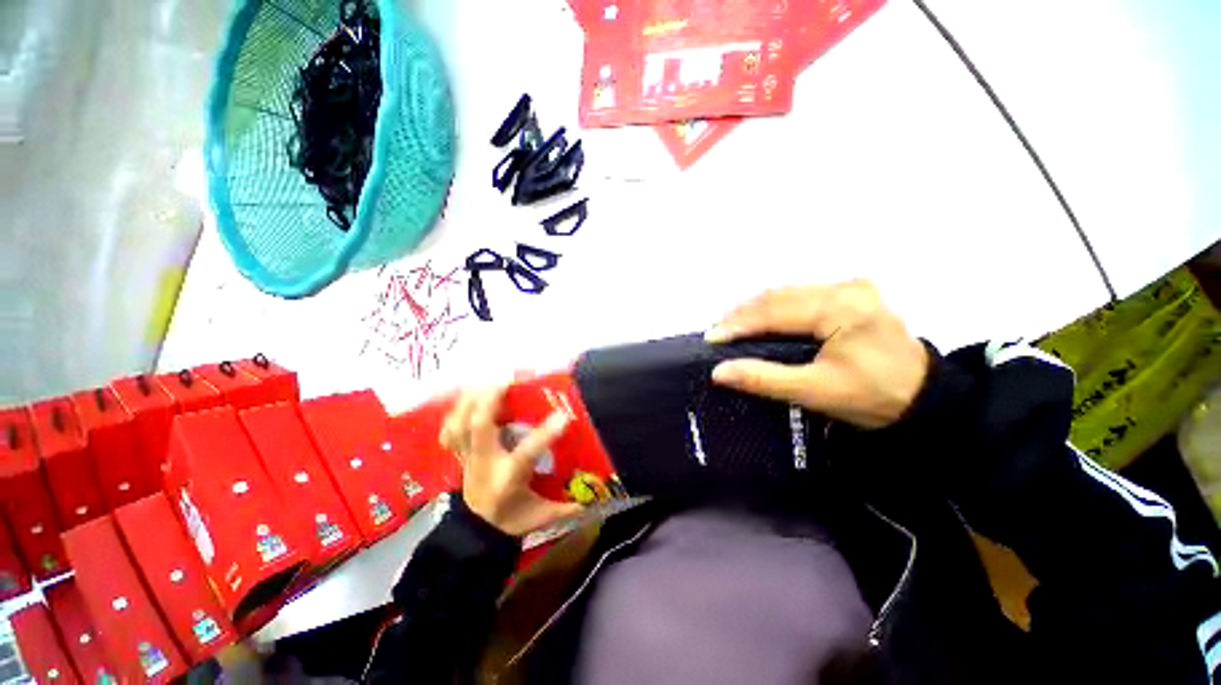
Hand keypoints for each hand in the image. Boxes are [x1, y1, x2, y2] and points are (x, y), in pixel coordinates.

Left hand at [439, 384, 582, 535]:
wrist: (477, 534)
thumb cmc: (513, 520)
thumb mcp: (543, 515)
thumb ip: (569, 505)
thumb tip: (597, 493)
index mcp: (508, 479)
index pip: (526, 454)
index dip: (545, 434)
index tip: (563, 416)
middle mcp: (485, 464)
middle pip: (478, 428)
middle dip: (490, 400)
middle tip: (507, 380)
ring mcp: (467, 458)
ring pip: (459, 424)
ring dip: (471, 400)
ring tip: (487, 381)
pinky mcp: (460, 454)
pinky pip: (450, 429)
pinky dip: (457, 411)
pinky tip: (471, 396)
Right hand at [707, 280, 928, 428]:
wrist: (924, 398)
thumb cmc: (872, 397)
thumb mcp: (815, 392)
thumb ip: (764, 379)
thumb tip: (720, 372)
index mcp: (842, 309)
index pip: (776, 311)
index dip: (739, 324)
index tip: (711, 337)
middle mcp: (846, 288)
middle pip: (779, 295)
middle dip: (743, 314)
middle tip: (717, 331)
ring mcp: (850, 286)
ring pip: (788, 291)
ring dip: (756, 308)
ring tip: (731, 325)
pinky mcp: (851, 292)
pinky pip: (801, 294)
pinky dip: (775, 306)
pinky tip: (760, 318)